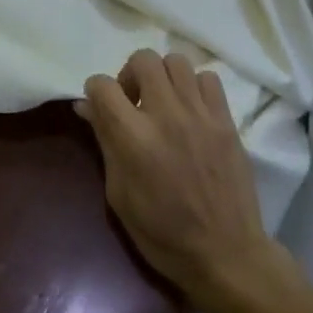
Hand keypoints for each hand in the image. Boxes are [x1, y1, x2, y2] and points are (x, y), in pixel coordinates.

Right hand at [76, 49, 289, 312]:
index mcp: (134, 138)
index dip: (95, 92)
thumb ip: (105, 142)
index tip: (100, 107)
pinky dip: (194, 86)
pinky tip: (191, 111)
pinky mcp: (226, 120)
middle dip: (130, 74)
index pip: (102, 85)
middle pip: (143, 59)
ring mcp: (200, 114)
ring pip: (176, 60)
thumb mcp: (119, 194)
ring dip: (162, 76)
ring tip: (163, 102)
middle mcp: (166, 115)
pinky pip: (208, 78)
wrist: (225, 254)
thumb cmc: (162, 234)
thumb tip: (86, 107)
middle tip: (133, 103)